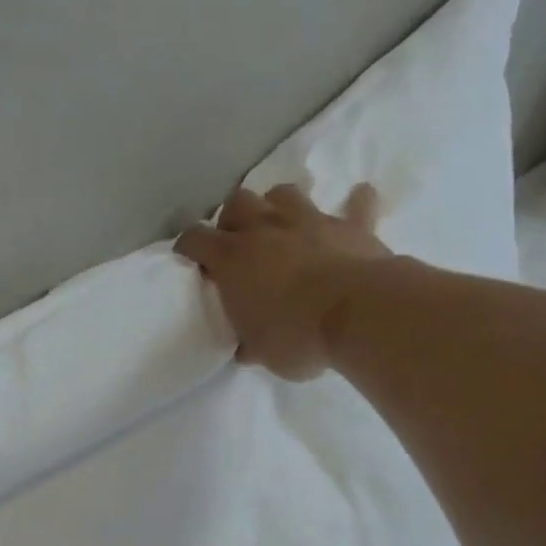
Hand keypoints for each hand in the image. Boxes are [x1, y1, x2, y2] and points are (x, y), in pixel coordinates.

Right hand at [175, 182, 390, 379]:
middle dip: (233, 218)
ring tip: (282, 224)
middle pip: (238, 202)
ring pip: (284, 193)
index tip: (189, 257)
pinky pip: (357, 204)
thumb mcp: (263, 353)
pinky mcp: (351, 225)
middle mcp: (266, 229)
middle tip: (237, 241)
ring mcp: (310, 221)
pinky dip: (356, 203)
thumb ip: (251, 343)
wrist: (357, 315)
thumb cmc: (297, 337)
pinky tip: (357, 202)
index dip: (188, 246)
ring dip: (279, 204)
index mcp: (233, 259)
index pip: (196, 239)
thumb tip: (247, 349)